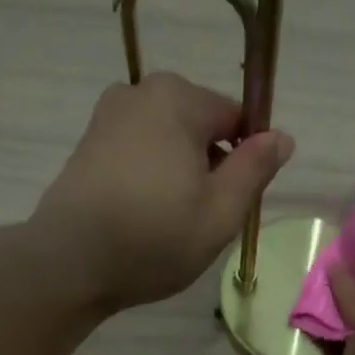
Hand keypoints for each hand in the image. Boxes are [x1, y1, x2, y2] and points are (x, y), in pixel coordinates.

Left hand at [27, 73, 294, 312]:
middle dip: (211, 166)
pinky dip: (151, 180)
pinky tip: (145, 219)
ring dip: (180, 175)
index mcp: (179, 99)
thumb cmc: (156, 237)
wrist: (72, 261)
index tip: (239, 202)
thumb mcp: (221, 212)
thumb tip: (282, 136)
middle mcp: (140, 93)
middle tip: (206, 220)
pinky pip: (138, 154)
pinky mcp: (87, 145)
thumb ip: (255, 169)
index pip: (236, 116)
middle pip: (199, 127)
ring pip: (167, 142)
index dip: (247, 158)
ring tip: (174, 224)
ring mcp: (107, 117)